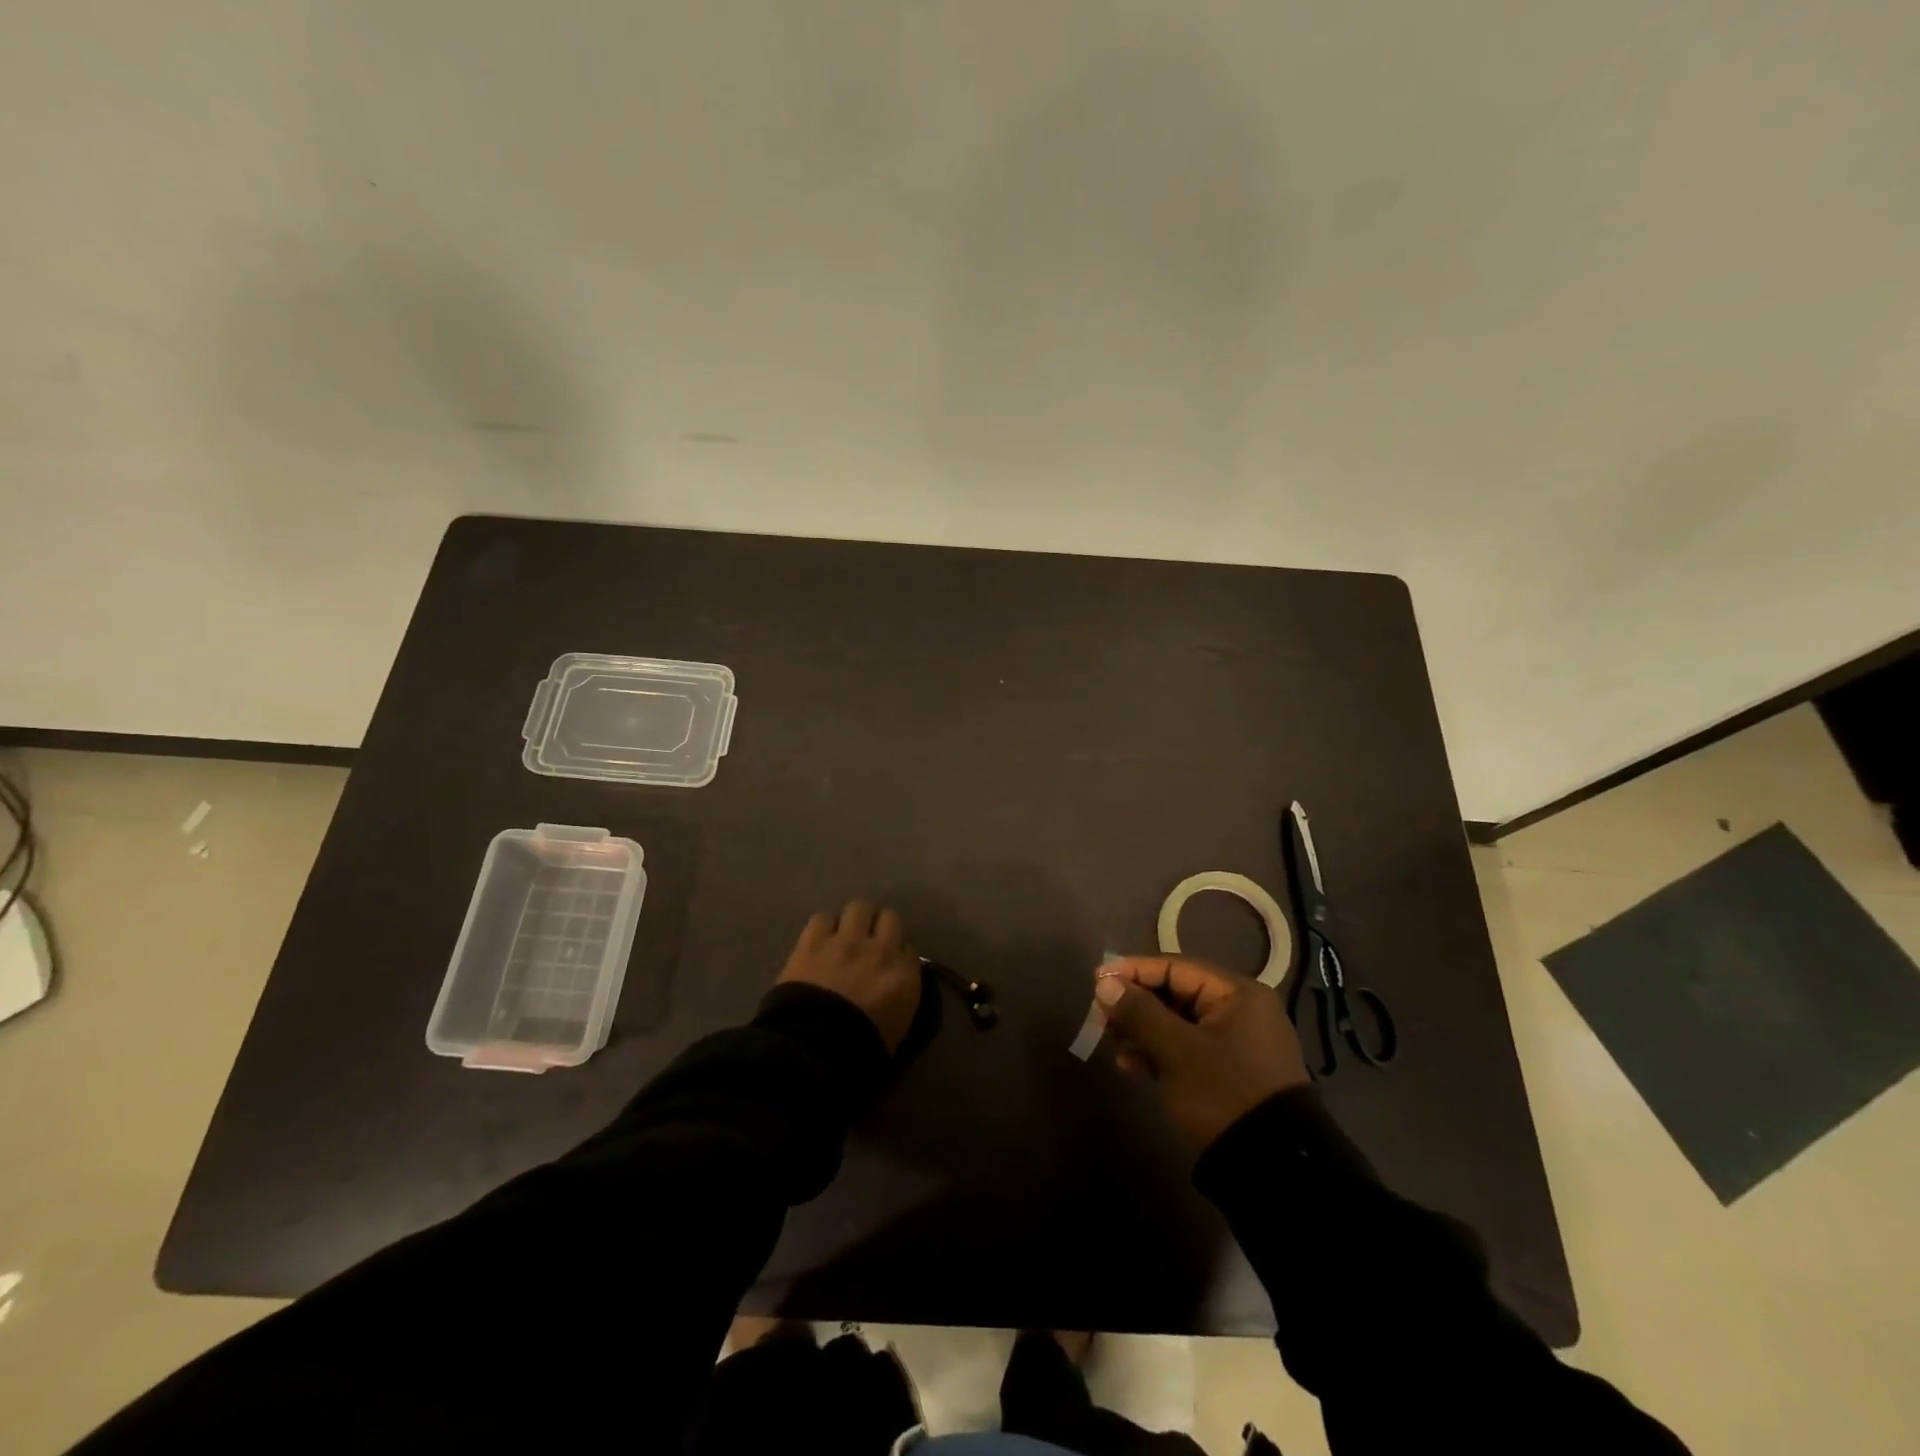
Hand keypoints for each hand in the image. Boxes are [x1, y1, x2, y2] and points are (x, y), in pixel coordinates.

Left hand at [776, 900, 920, 1052]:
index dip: (898, 952)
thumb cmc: (860, 1052)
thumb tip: (895, 986)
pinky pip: (823, 918)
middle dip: (880, 927)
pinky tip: (819, 939)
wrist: (815, 1049)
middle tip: (869, 942)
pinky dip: (823, 927)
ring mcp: (846, 941)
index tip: (890, 962)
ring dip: (854, 920)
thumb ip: (901, 1000)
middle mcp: (880, 949)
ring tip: (844, 934)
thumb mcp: (897, 1030)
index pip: (909, 948)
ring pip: (859, 907)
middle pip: (889, 917)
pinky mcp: (814, 940)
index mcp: (904, 976)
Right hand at [1094, 956, 1309, 1152]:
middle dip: (1135, 1004)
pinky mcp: (1226, 1073)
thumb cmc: (1224, 1094)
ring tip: (1110, 1041)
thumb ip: (1139, 1012)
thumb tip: (1105, 984)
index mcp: (1237, 994)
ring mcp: (1234, 1044)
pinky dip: (1157, 1052)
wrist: (1272, 1170)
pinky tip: (1129, 1064)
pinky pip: (1185, 1049)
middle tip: (1100, 1016)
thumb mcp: (1177, 1051)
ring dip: (1142, 1029)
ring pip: (1177, 1023)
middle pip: (1175, 994)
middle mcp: (1239, 1011)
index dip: (1133, 972)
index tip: (1097, 982)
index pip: (1175, 968)